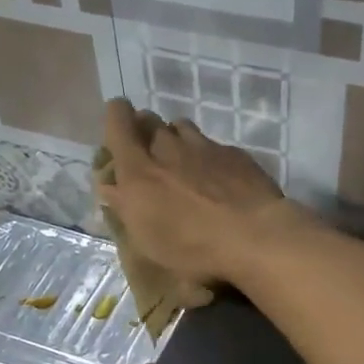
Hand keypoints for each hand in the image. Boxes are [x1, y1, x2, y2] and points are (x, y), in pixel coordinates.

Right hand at [95, 97, 298, 287]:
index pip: (118, 122)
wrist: (254, 234)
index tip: (120, 126)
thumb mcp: (147, 239)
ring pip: (181, 127)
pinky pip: (211, 144)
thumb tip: (110, 186)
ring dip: (175, 139)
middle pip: (150, 120)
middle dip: (144, 130)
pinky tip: (216, 177)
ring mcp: (203, 146)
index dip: (116, 117)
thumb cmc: (192, 245)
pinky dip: (206, 154)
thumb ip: (125, 207)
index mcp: (139, 169)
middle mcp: (168, 148)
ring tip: (182, 162)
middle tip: (148, 153)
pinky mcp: (232, 152)